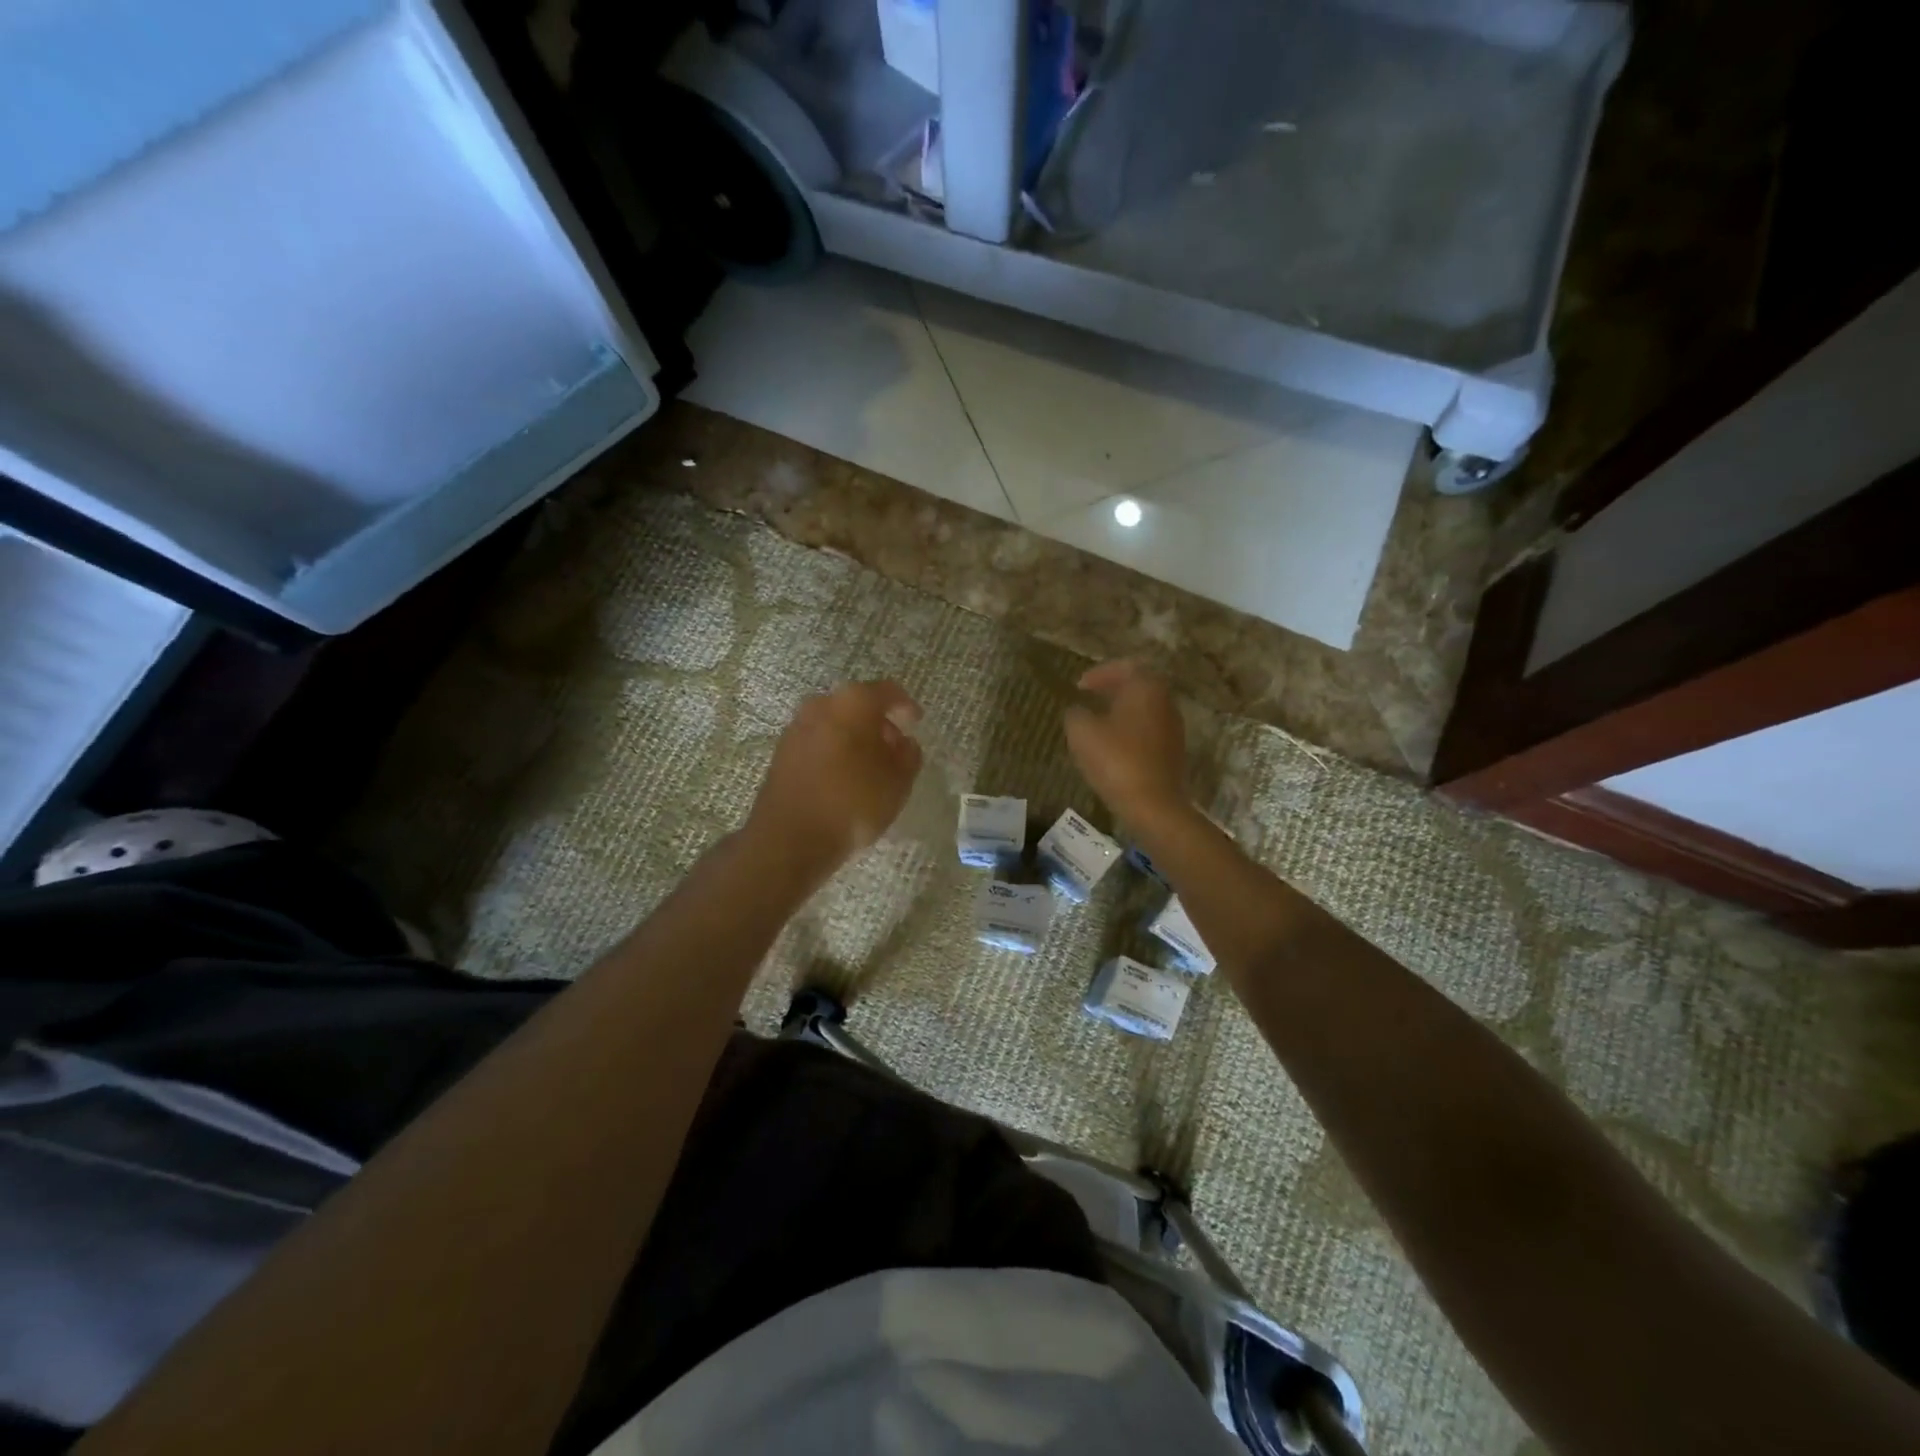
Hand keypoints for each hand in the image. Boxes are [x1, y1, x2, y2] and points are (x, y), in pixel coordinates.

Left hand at [747, 680, 923, 880]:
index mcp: (853, 702)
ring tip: (870, 767)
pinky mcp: (781, 752)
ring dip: (854, 738)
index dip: (905, 707)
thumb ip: (908, 755)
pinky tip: (844, 778)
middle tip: (894, 748)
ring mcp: (796, 727)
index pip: (888, 692)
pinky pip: (818, 742)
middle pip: (857, 705)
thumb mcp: (898, 782)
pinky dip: (834, 752)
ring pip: (835, 723)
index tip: (916, 723)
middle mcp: (821, 704)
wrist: (790, 837)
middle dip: (878, 723)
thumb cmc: (853, 802)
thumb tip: (903, 743)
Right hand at [1062, 660, 1187, 826]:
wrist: (1153, 805)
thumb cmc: (1116, 760)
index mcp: (1145, 687)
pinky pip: (1149, 729)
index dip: (1098, 674)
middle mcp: (1165, 701)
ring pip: (1145, 708)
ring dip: (1122, 709)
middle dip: (1113, 689)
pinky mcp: (1173, 750)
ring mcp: (1173, 726)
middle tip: (1090, 696)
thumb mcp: (1082, 733)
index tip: (1079, 686)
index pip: (1123, 667)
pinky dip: (1131, 729)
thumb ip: (1076, 714)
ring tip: (1098, 720)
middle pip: (1138, 685)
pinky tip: (1114, 743)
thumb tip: (1078, 711)